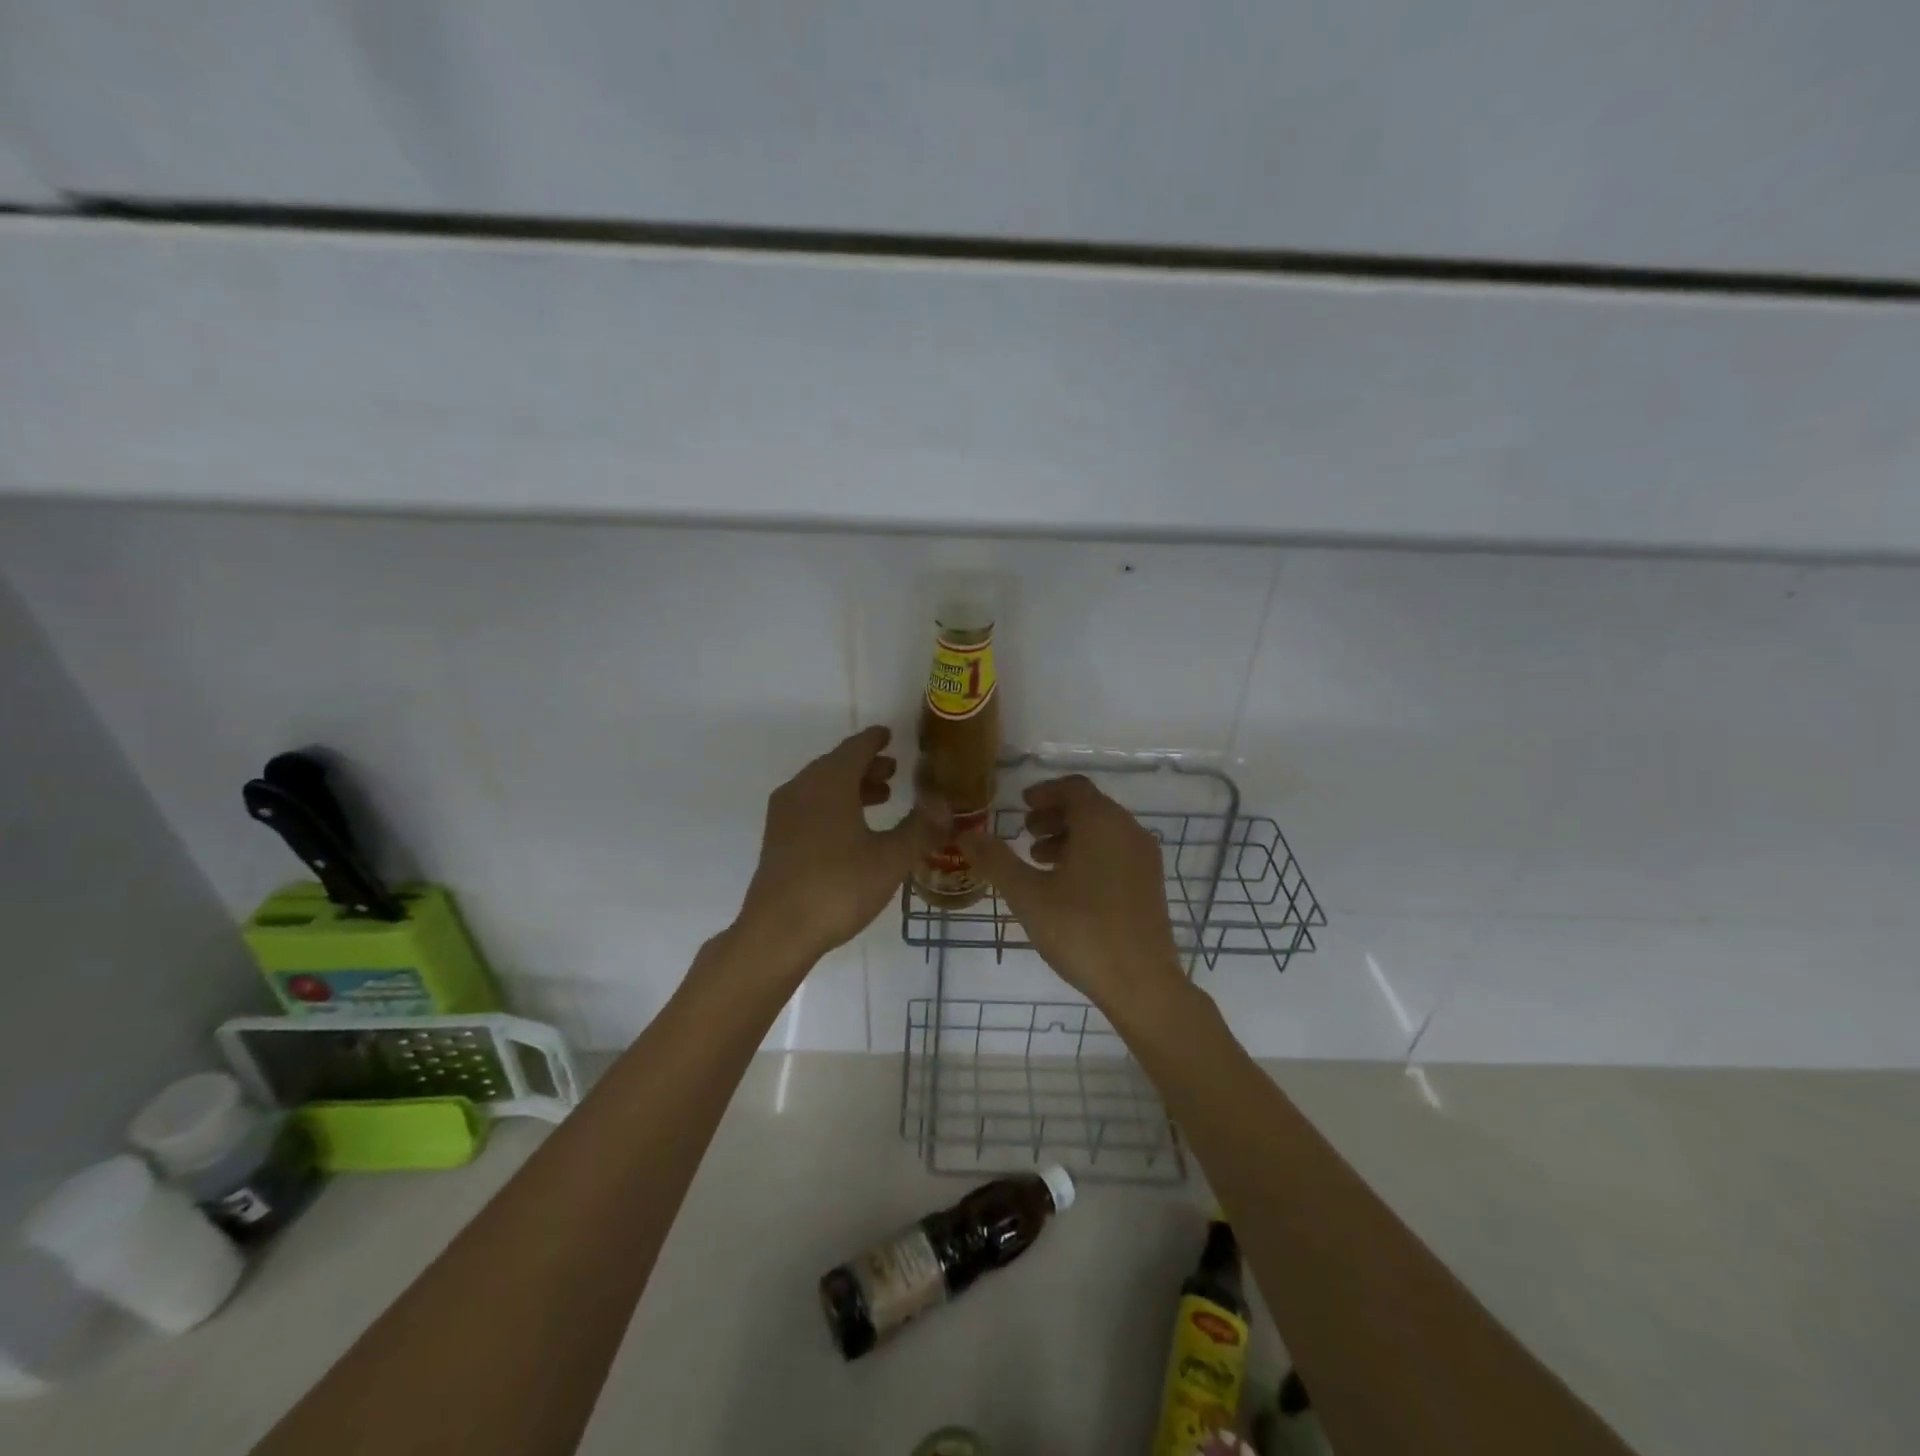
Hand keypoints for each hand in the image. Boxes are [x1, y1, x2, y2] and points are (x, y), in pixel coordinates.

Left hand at [738, 726, 920, 962]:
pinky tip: (852, 829)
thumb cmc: (839, 887)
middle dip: (866, 766)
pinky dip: (833, 804)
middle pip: (836, 765)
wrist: (778, 932)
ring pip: (821, 786)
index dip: (875, 740)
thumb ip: (921, 829)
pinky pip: (809, 806)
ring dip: (851, 787)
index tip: (889, 735)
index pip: (855, 748)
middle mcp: (802, 789)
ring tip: (881, 798)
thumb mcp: (891, 859)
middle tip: (894, 771)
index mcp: (829, 782)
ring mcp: (784, 814)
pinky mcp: (776, 839)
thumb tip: (946, 807)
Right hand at [960, 775, 1188, 1015]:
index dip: (1044, 792)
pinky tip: (1068, 887)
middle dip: (1054, 816)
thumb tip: (966, 834)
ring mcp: (1145, 858)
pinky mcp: (1151, 884)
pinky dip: (1090, 854)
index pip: (1073, 787)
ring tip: (1040, 862)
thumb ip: (995, 860)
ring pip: (1104, 831)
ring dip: (1070, 837)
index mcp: (1101, 822)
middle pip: (1089, 807)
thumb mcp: (1027, 895)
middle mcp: (1129, 830)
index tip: (1021, 806)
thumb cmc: (1081, 930)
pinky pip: (1116, 852)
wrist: (1141, 983)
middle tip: (1025, 834)